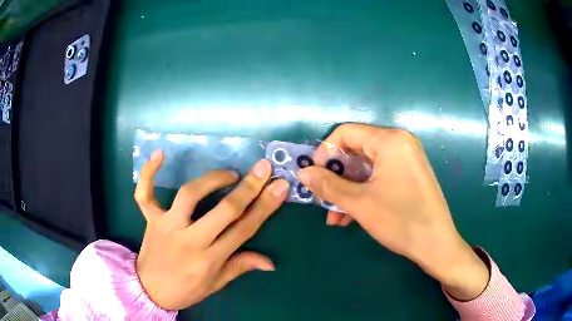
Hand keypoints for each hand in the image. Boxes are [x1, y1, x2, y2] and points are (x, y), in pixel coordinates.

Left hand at [134, 150, 288, 309]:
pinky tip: (159, 153)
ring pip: (189, 195)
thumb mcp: (215, 284)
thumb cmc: (185, 290)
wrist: (149, 291)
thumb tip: (270, 262)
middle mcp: (189, 240)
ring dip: (211, 180)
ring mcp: (167, 226)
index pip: (243, 229)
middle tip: (263, 168)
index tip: (279, 186)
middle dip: (248, 188)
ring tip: (229, 174)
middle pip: (223, 210)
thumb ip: (240, 267)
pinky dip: (149, 173)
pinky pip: (144, 194)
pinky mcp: (150, 219)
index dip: (264, 207)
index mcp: (209, 259)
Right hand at [298, 123, 488, 300]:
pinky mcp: (409, 173)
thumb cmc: (400, 220)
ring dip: (347, 190)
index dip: (325, 153)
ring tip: (335, 216)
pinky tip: (351, 216)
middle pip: (356, 150)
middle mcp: (399, 142)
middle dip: (337, 177)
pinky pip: (379, 176)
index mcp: (390, 140)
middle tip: (323, 199)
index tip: (314, 176)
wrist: (436, 244)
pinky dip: (363, 192)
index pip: (346, 133)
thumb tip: (302, 173)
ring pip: (366, 167)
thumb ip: (328, 185)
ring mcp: (406, 158)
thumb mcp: (359, 203)